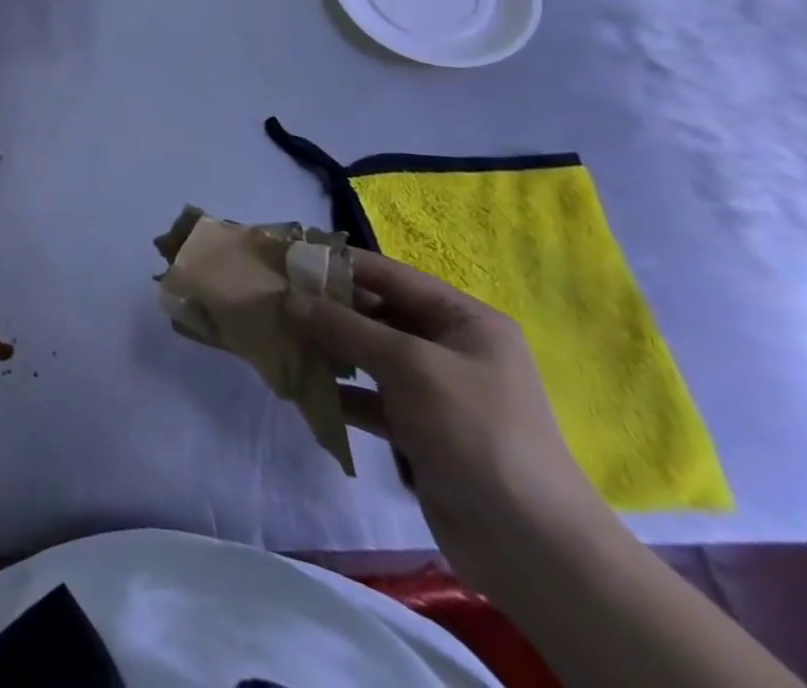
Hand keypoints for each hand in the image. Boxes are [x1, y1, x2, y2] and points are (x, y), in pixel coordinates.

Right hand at [287, 252, 610, 584]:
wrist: (531, 548)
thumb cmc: (477, 432)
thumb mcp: (411, 366)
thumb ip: (347, 328)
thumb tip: (290, 298)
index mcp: (463, 321)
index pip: (390, 275)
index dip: (339, 265)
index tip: (288, 259)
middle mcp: (449, 347)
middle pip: (376, 313)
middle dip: (327, 309)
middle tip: (274, 302)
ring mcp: (434, 390)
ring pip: (367, 354)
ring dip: (327, 349)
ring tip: (280, 341)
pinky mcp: (418, 428)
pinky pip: (369, 396)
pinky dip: (338, 391)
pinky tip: (302, 389)